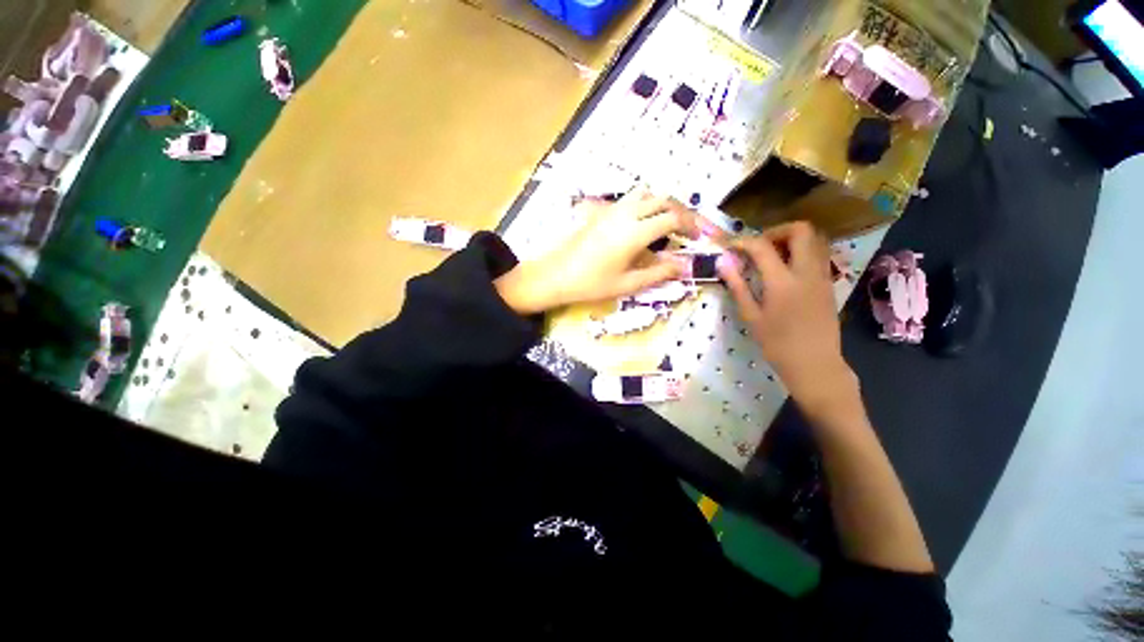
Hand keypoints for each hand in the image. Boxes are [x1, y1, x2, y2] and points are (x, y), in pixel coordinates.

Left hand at [496, 190, 710, 313]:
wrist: (555, 275)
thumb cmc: (591, 284)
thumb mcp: (628, 284)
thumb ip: (659, 273)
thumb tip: (684, 266)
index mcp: (635, 232)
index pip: (672, 218)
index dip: (690, 225)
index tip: (698, 238)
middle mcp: (626, 213)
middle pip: (662, 200)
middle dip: (680, 212)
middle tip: (687, 230)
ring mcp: (611, 209)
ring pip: (645, 194)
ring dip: (661, 204)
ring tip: (666, 225)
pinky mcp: (601, 212)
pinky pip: (629, 200)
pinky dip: (643, 205)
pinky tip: (640, 226)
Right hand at [717, 222, 858, 418]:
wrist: (816, 364)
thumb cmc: (778, 344)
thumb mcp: (751, 317)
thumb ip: (738, 286)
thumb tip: (723, 263)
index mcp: (783, 282)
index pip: (762, 246)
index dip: (743, 241)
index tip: (729, 246)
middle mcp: (807, 272)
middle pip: (801, 230)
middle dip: (775, 231)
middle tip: (757, 247)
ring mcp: (822, 276)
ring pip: (814, 239)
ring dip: (790, 239)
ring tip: (770, 256)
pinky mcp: (828, 283)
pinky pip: (817, 254)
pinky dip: (800, 251)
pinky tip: (784, 270)